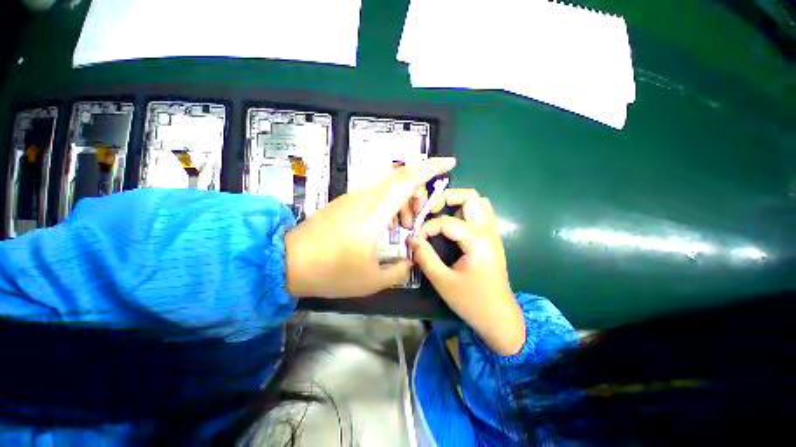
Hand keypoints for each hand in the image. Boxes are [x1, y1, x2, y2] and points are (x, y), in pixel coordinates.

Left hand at [284, 157, 455, 297]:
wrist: (288, 262)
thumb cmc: (331, 272)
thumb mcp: (371, 279)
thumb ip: (399, 268)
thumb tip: (411, 258)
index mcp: (374, 212)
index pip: (407, 179)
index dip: (431, 167)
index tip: (450, 163)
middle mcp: (365, 198)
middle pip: (401, 179)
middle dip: (419, 193)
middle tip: (420, 218)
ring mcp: (354, 198)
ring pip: (389, 187)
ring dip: (404, 202)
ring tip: (404, 227)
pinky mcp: (347, 203)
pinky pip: (377, 196)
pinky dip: (391, 207)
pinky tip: (388, 228)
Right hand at [410, 189, 525, 355]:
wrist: (499, 317)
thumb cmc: (472, 302)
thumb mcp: (443, 281)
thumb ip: (425, 257)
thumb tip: (412, 239)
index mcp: (477, 241)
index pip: (447, 221)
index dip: (427, 227)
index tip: (417, 240)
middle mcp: (488, 231)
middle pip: (471, 196)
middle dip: (447, 197)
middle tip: (430, 209)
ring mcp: (492, 233)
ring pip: (478, 203)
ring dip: (458, 203)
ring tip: (440, 214)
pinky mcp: (491, 239)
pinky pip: (481, 214)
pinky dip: (465, 212)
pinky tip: (452, 225)